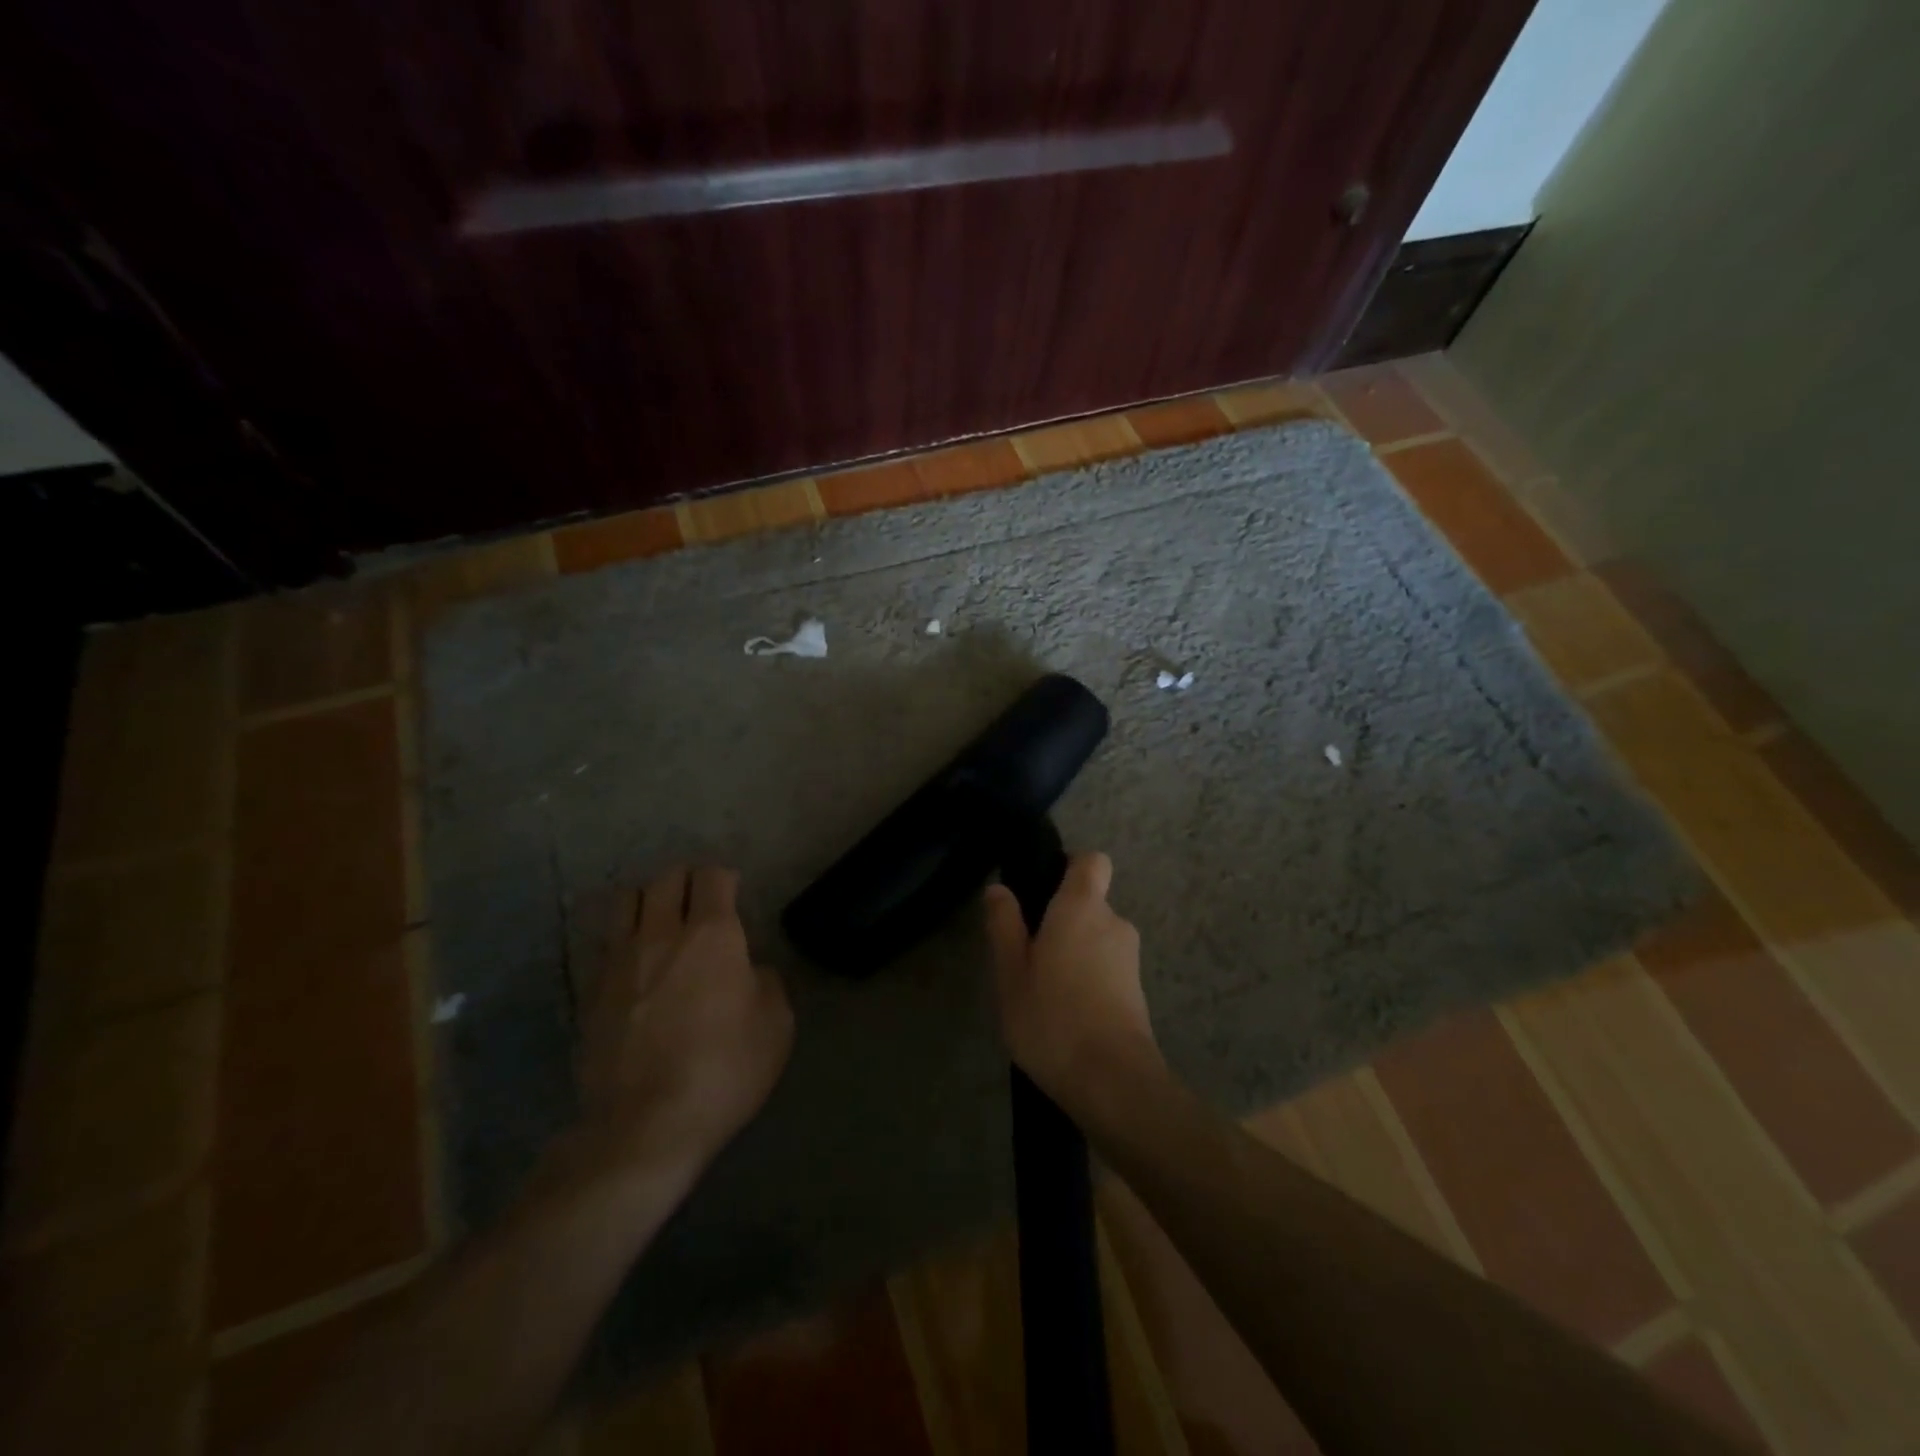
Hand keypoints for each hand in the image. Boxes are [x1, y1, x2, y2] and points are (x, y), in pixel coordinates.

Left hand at [576, 866, 793, 1188]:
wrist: (645, 1125)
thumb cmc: (723, 1070)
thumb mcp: (776, 1025)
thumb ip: (766, 983)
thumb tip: (748, 971)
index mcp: (711, 935)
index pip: (713, 877)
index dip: (726, 878)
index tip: (734, 893)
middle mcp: (661, 934)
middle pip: (666, 879)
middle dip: (687, 881)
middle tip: (700, 903)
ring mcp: (620, 961)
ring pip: (626, 901)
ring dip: (647, 901)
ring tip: (660, 922)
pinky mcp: (591, 992)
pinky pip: (606, 944)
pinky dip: (623, 939)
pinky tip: (636, 964)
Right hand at [983, 852, 1160, 1105]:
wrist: (1113, 1083)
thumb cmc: (1052, 1018)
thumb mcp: (1011, 973)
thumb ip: (1004, 925)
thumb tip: (999, 890)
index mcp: (1082, 907)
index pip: (1092, 861)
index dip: (1069, 867)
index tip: (1042, 890)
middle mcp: (1114, 922)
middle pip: (1089, 903)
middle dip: (1061, 921)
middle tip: (1026, 955)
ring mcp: (1130, 958)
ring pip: (1096, 939)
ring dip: (1073, 953)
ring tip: (1042, 991)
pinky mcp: (1138, 991)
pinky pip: (1106, 968)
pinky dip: (1088, 979)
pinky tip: (1065, 1015)